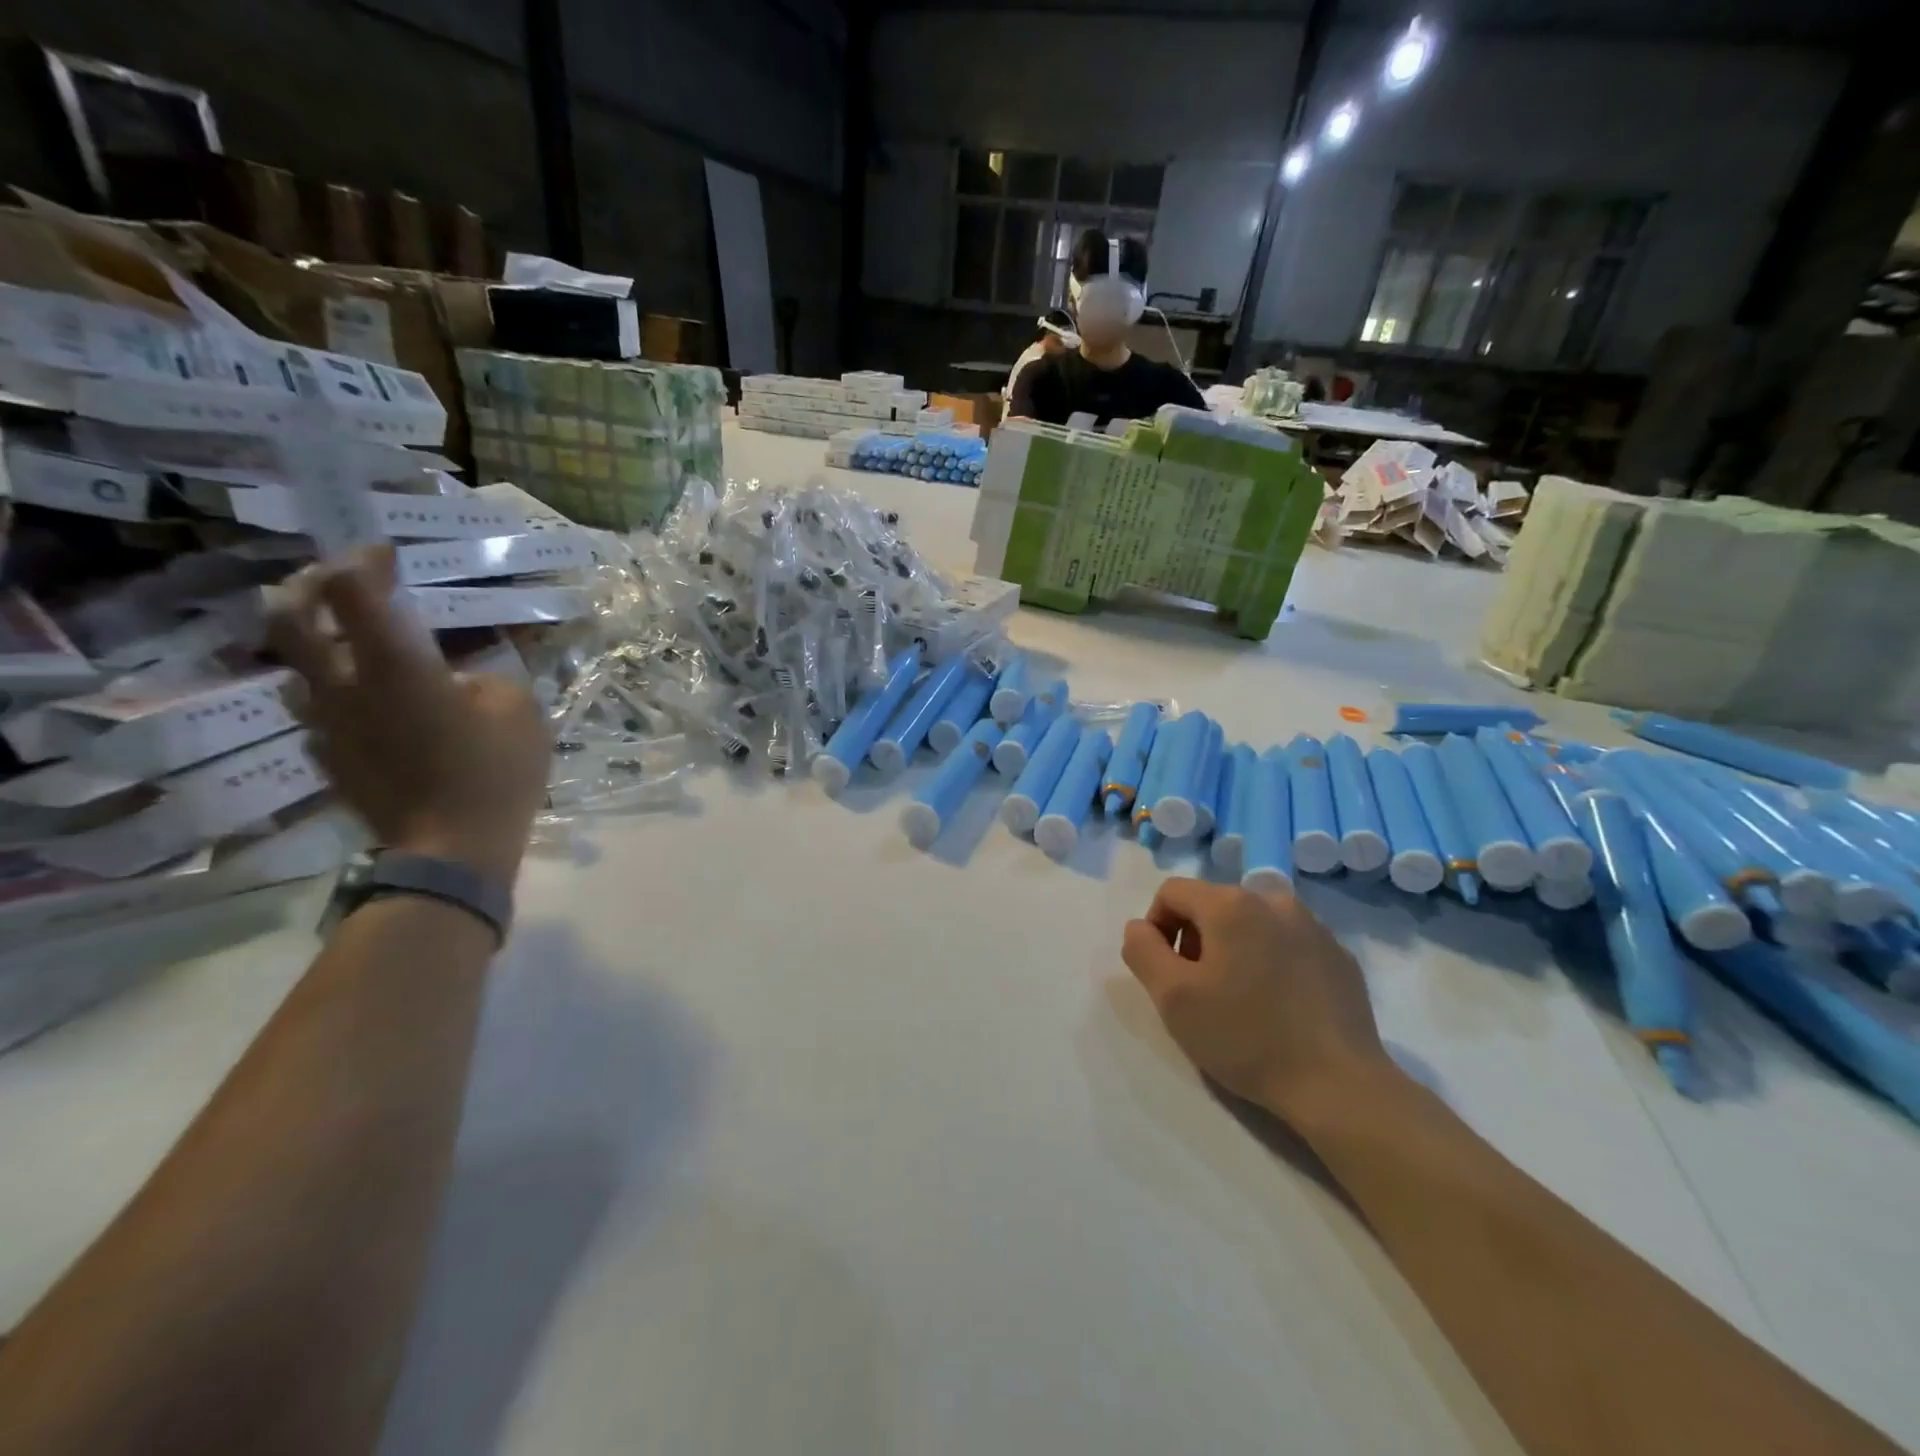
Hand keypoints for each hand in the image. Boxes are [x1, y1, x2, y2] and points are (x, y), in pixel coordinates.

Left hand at [268, 545, 548, 883]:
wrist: (453, 851)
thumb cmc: (494, 773)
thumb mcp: (520, 711)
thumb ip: (488, 677)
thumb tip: (462, 674)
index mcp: (396, 667)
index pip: (354, 590)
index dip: (364, 560)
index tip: (387, 554)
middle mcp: (344, 686)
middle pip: (291, 617)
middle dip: (311, 586)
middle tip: (341, 580)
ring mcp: (328, 725)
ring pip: (294, 665)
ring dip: (314, 639)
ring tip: (347, 639)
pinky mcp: (329, 757)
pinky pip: (317, 709)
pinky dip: (334, 690)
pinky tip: (367, 702)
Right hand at [1121, 878, 1395, 1118]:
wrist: (1340, 1086)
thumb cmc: (1246, 1037)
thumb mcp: (1172, 998)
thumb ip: (1142, 950)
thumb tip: (1140, 928)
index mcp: (1231, 904)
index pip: (1172, 892)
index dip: (1156, 926)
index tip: (1165, 972)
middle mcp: (1273, 900)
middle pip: (1213, 904)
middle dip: (1195, 939)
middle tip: (1199, 990)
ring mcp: (1313, 926)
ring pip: (1252, 923)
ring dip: (1233, 948)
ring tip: (1239, 999)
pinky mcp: (1339, 956)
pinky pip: (1288, 943)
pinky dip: (1271, 961)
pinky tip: (1278, 1006)